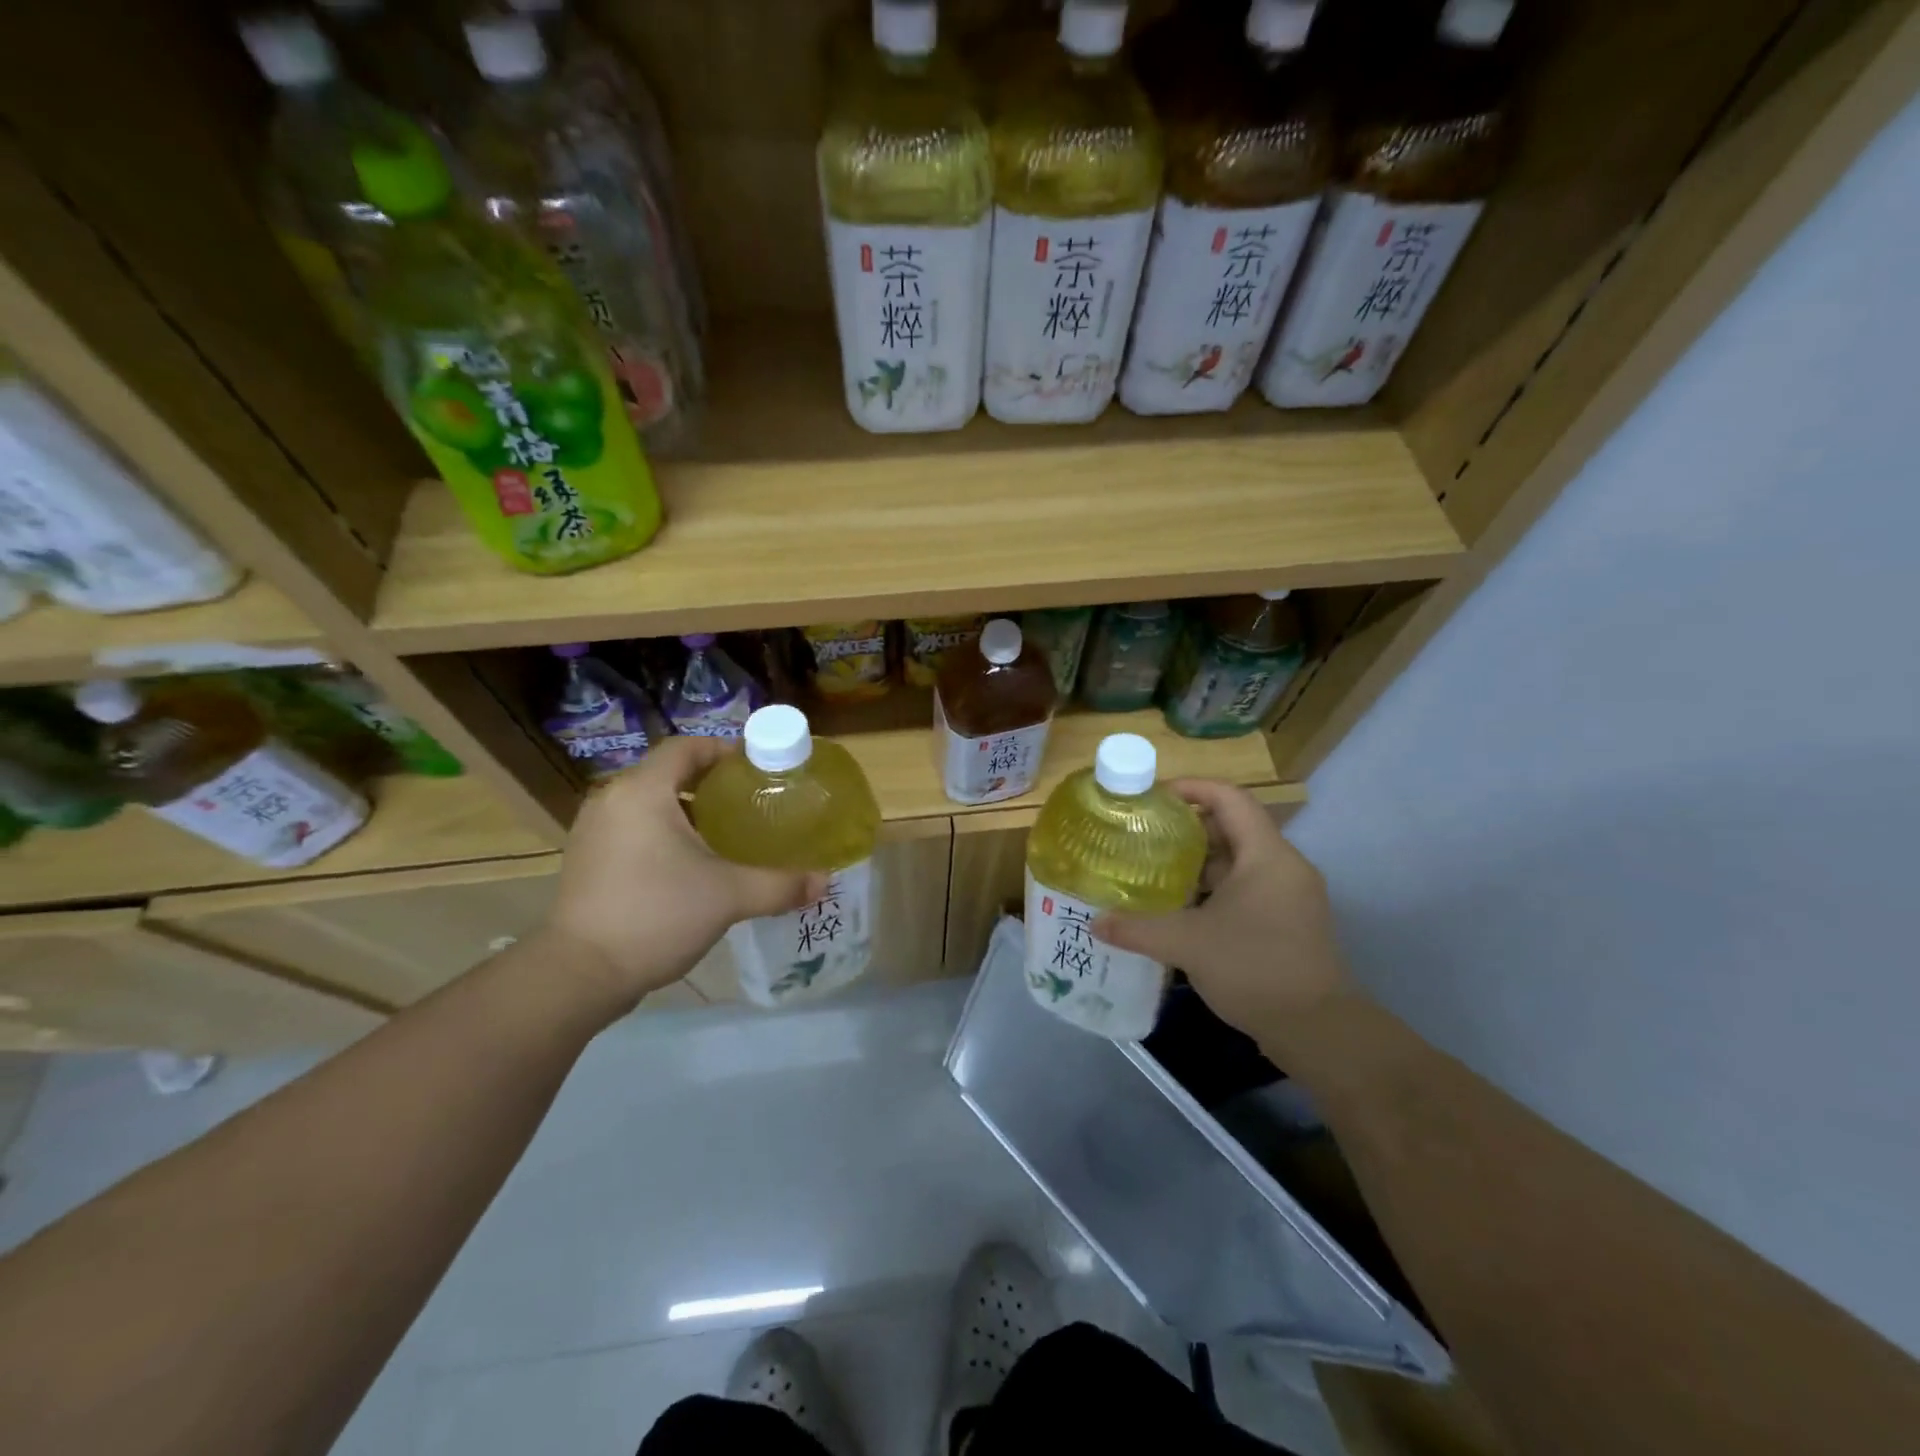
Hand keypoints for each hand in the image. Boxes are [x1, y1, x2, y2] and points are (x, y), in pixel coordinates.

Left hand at [543, 738, 827, 1010]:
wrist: (579, 974)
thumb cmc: (656, 915)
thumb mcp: (728, 896)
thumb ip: (780, 884)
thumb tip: (824, 881)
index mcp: (643, 792)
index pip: (686, 748)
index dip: (724, 751)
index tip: (758, 769)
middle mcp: (613, 800)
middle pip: (669, 774)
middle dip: (711, 785)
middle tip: (751, 803)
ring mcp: (594, 831)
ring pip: (651, 804)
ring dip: (688, 812)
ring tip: (728, 833)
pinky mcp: (588, 859)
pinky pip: (635, 829)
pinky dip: (665, 834)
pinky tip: (693, 864)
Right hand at [1093, 779, 1355, 1044]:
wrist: (1318, 1031)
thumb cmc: (1255, 969)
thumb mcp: (1188, 944)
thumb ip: (1138, 928)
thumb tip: (1095, 922)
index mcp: (1267, 855)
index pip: (1230, 798)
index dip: (1191, 788)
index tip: (1152, 797)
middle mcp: (1282, 867)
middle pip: (1231, 828)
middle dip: (1186, 829)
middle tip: (1143, 836)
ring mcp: (1288, 896)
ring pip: (1237, 863)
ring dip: (1197, 864)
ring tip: (1152, 871)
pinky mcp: (1286, 923)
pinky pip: (1245, 890)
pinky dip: (1212, 891)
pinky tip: (1179, 910)